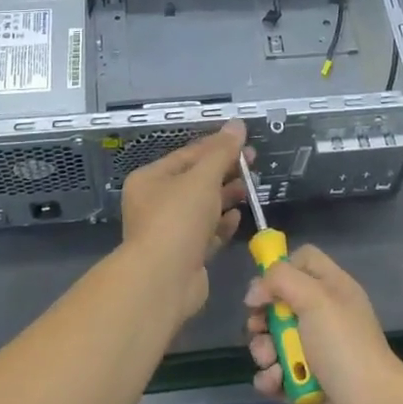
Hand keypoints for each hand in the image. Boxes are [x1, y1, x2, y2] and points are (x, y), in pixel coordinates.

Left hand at [119, 121, 248, 322]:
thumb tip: (237, 124)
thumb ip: (222, 152)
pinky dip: (221, 224)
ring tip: (249, 189)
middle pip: (195, 181)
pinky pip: (205, 233)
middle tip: (253, 164)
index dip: (217, 146)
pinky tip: (237, 217)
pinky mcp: (184, 255)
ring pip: (201, 207)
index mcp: (150, 179)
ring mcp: (169, 230)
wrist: (163, 279)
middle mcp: (155, 203)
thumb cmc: (178, 218)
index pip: (187, 155)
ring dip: (225, 197)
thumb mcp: (202, 178)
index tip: (245, 142)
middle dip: (224, 172)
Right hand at [245, 245, 402, 403]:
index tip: (264, 288)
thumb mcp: (315, 298)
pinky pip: (276, 374)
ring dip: (263, 351)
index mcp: (332, 288)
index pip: (303, 260)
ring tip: (271, 363)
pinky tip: (275, 384)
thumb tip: (254, 293)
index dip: (280, 269)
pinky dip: (270, 379)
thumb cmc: (344, 347)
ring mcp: (314, 351)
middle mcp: (323, 315)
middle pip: (279, 303)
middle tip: (259, 328)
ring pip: (273, 340)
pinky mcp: (306, 384)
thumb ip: (280, 280)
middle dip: (262, 317)